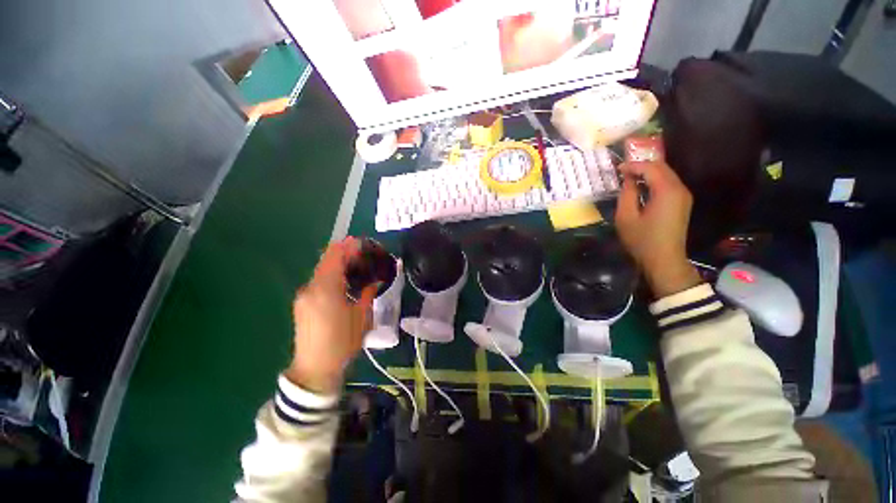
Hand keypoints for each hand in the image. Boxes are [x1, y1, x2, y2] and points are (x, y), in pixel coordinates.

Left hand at [285, 238, 376, 393]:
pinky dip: (331, 274)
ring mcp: (304, 296)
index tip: (362, 242)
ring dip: (337, 264)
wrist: (315, 368)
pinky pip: (318, 281)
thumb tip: (375, 280)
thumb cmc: (342, 342)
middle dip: (344, 253)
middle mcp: (311, 288)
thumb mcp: (362, 317)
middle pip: (326, 261)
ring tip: (356, 265)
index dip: (347, 246)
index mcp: (326, 289)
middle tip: (363, 253)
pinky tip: (343, 281)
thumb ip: (368, 294)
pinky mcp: (302, 303)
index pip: (334, 257)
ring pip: (321, 270)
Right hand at [615, 161, 701, 297]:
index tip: (617, 169)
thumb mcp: (626, 217)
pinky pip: (669, 184)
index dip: (633, 165)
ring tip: (630, 177)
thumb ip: (627, 194)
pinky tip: (642, 187)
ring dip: (649, 172)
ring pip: (667, 174)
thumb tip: (628, 180)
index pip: (651, 167)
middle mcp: (679, 189)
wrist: (664, 259)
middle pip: (662, 167)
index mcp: (666, 191)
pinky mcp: (682, 203)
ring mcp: (683, 196)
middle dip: (642, 165)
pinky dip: (655, 181)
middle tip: (623, 170)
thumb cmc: (642, 240)